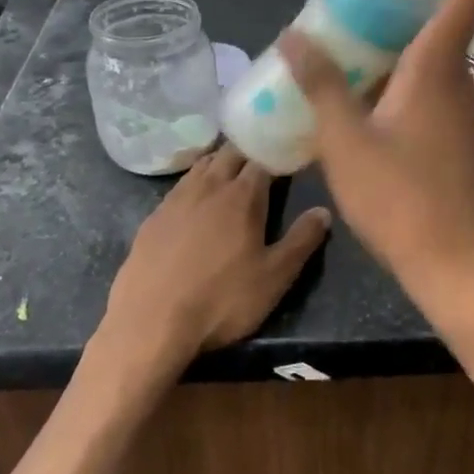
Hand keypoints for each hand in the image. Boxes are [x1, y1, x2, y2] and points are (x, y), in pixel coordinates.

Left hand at [96, 144, 332, 383]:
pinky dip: (194, 183)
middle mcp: (208, 187)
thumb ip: (301, 241)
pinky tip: (196, 200)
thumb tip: (323, 211)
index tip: (288, 156)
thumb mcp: (275, 277)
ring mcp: (175, 200)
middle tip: (262, 159)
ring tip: (231, 170)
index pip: (263, 159)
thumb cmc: (222, 300)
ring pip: (201, 166)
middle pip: (229, 154)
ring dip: (219, 162)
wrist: (151, 321)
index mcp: (242, 196)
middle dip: (247, 151)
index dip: (276, 154)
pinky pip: (179, 187)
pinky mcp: (152, 218)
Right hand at [278, 0, 473, 316]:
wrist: (448, 262)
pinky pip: (421, 76)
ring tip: (337, 36)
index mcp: (437, 64)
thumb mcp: (345, 141)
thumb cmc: (399, 201)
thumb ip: (321, 84)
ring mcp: (455, 103)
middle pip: (445, 4)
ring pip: (428, 45)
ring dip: (391, 29)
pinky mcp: (448, 128)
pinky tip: (350, 90)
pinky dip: (390, 65)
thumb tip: (294, 35)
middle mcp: (455, 74)